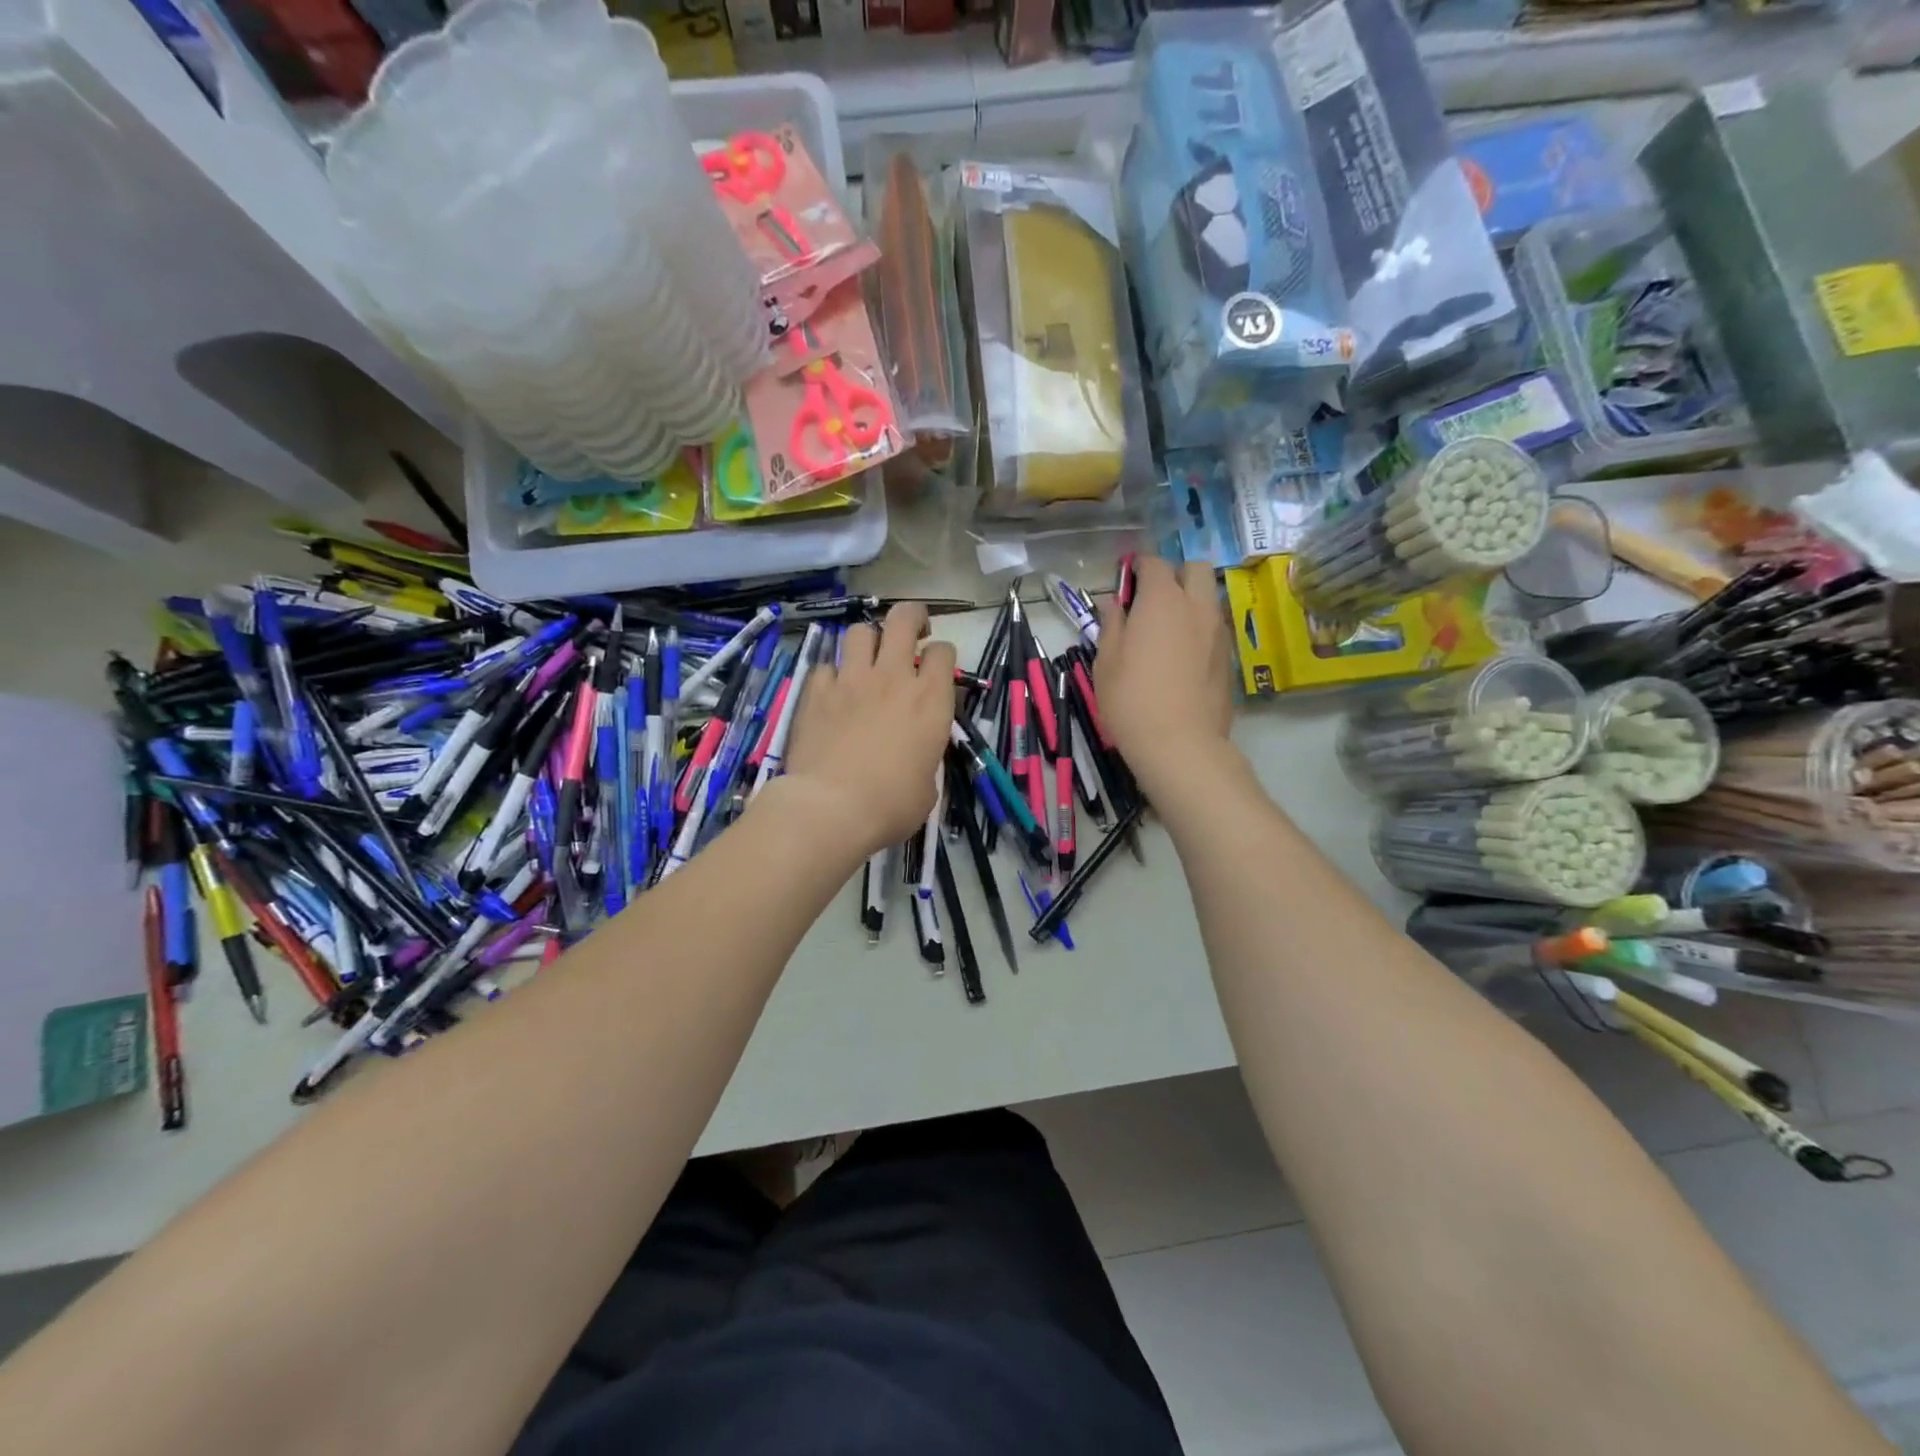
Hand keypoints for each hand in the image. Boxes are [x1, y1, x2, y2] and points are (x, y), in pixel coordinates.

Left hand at [783, 603, 957, 858]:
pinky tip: (832, 694)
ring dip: (868, 641)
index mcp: (931, 700)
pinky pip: (825, 666)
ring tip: (867, 660)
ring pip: (860, 632)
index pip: (943, 651)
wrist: (831, 808)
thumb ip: (926, 754)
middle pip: (903, 618)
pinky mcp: (816, 691)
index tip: (936, 670)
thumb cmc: (891, 805)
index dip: (941, 655)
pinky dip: (832, 676)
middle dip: (911, 617)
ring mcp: (851, 680)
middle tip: (911, 633)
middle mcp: (893, 677)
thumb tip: (917, 753)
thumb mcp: (929, 785)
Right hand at [1094, 557, 1232, 790]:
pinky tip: (1183, 656)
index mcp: (1162, 601)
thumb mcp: (1106, 662)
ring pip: (1209, 597)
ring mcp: (1218, 631)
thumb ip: (1112, 625)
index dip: (1138, 567)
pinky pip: (1215, 627)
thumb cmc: (1131, 700)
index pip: (1154, 563)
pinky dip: (1200, 628)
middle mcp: (1196, 606)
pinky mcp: (1229, 657)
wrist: (1180, 744)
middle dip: (1175, 574)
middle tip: (1153, 600)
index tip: (1126, 581)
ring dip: (1191, 601)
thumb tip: (1113, 603)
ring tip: (1169, 629)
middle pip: (1195, 568)